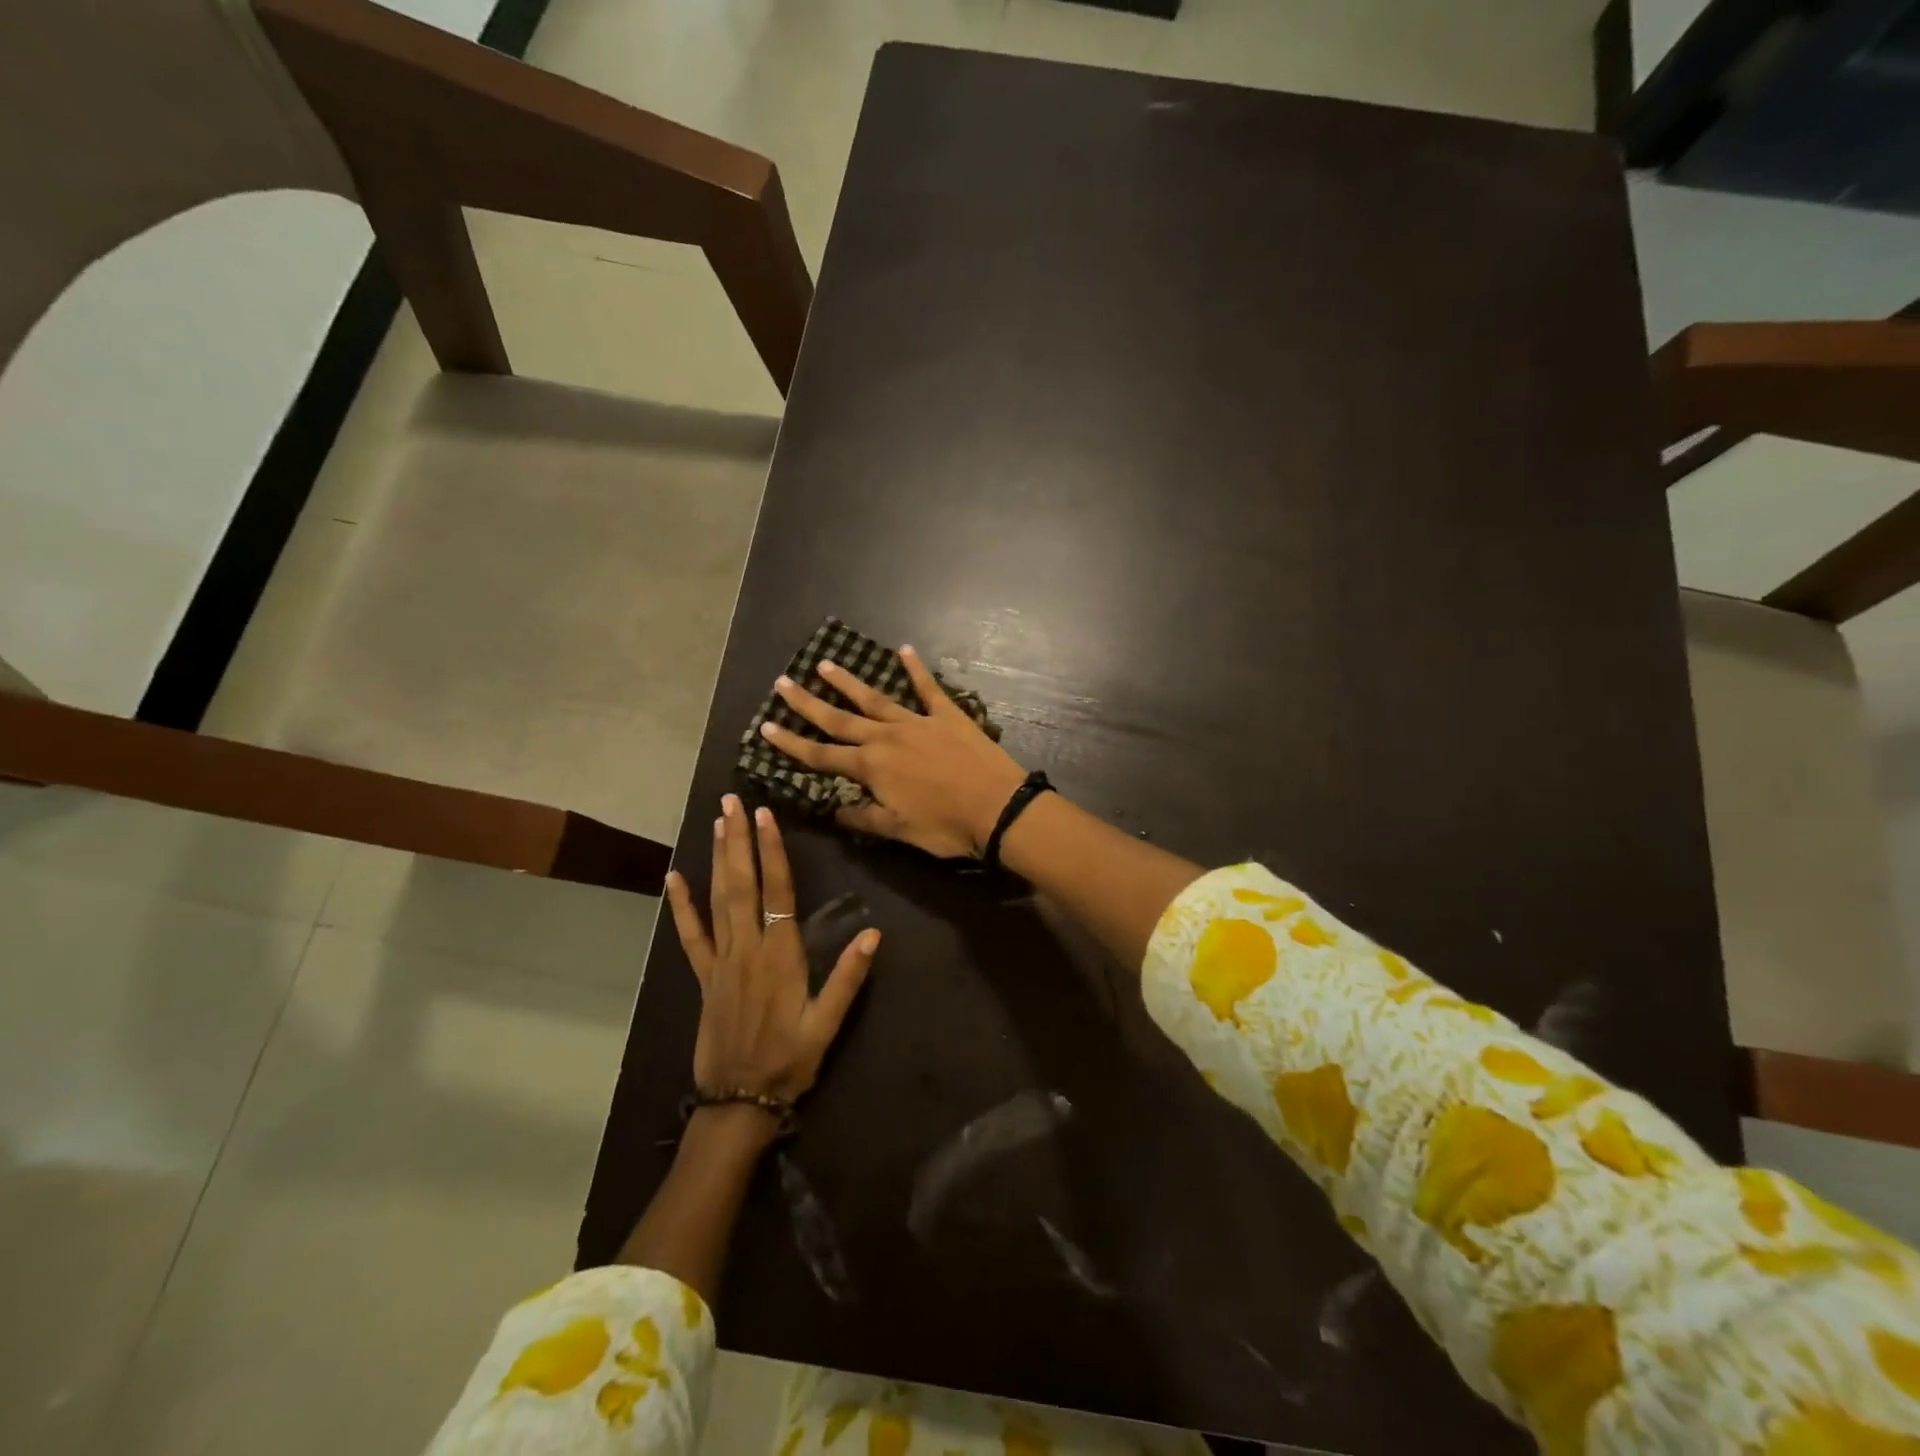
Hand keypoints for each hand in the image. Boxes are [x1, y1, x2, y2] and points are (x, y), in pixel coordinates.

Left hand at [665, 796, 879, 1108]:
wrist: (738, 1102)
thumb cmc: (789, 1062)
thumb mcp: (826, 1025)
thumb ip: (847, 978)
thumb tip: (874, 934)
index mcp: (780, 956)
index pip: (777, 892)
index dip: (772, 852)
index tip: (766, 817)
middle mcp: (747, 949)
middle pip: (741, 884)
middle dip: (737, 840)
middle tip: (732, 802)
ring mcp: (721, 961)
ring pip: (717, 900)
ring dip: (717, 859)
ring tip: (716, 823)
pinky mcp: (704, 977)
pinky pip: (690, 935)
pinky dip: (682, 906)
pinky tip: (673, 878)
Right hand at [757, 646, 1027, 857]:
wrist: (998, 808)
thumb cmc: (946, 826)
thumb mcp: (898, 830)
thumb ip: (863, 816)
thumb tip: (832, 809)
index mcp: (871, 767)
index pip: (820, 755)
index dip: (791, 743)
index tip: (765, 727)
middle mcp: (887, 737)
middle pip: (839, 719)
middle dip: (808, 703)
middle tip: (783, 683)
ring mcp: (917, 722)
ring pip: (875, 698)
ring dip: (849, 682)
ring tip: (825, 665)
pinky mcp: (948, 715)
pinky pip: (928, 688)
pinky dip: (916, 669)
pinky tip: (904, 650)